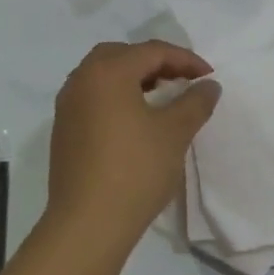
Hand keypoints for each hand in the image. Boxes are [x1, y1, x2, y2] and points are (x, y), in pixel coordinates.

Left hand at [45, 41, 220, 255]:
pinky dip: (117, 97)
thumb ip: (195, 102)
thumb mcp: (175, 133)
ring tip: (162, 98)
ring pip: (103, 76)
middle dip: (155, 62)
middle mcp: (81, 80)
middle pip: (121, 55)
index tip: (209, 77)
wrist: (88, 223)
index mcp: (107, 72)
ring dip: (134, 78)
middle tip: (181, 80)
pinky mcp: (64, 130)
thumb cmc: (135, 170)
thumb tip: (209, 85)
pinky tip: (136, 121)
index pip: (152, 51)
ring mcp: (67, 106)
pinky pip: (93, 97)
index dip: (185, 60)